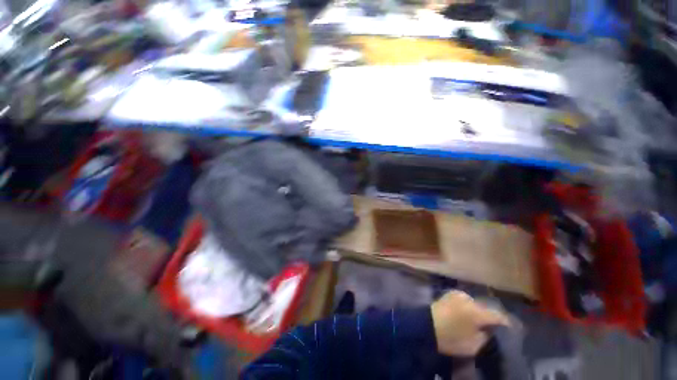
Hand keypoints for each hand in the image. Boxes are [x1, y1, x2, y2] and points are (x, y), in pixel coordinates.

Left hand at [430, 290, 509, 356]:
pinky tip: (470, 314)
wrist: (426, 326)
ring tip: (483, 320)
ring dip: (481, 311)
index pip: (498, 316)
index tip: (513, 329)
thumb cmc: (451, 339)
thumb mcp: (474, 345)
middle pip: (487, 307)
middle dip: (493, 316)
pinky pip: (466, 300)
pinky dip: (471, 307)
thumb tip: (491, 330)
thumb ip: (486, 336)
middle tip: (497, 326)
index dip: (507, 323)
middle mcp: (469, 299)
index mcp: (477, 312)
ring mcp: (459, 294)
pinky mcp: (450, 293)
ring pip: (476, 303)